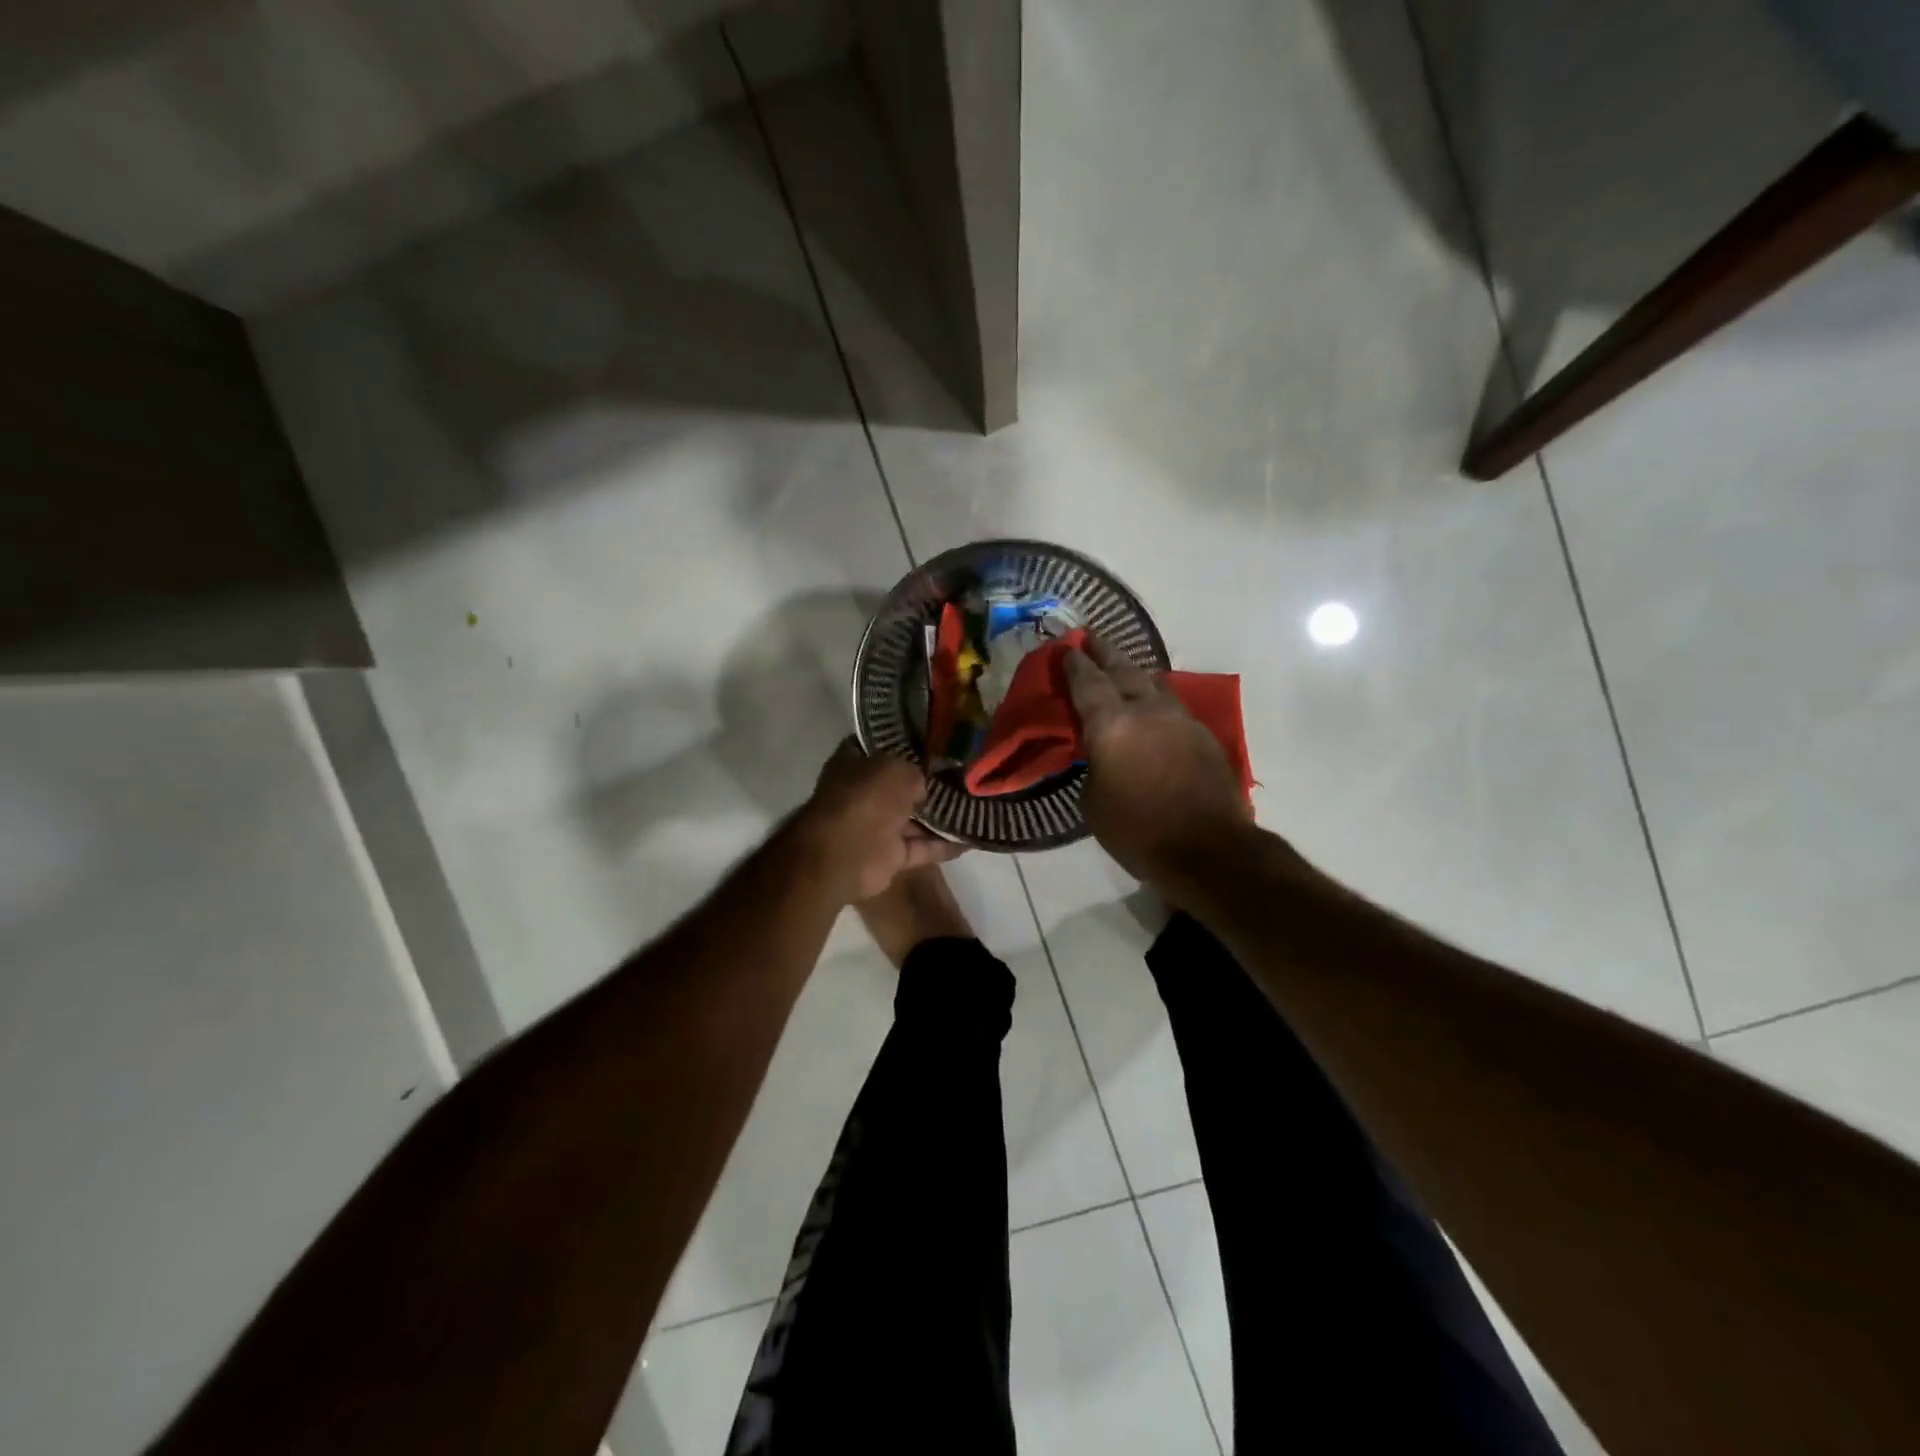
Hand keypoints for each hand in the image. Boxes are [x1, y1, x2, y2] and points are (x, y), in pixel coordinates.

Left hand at [797, 739, 964, 902]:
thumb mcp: (896, 769)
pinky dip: (944, 845)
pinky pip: (922, 847)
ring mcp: (876, 826)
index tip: (936, 741)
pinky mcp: (890, 856)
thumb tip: (923, 787)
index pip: (880, 747)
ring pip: (914, 819)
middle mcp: (864, 794)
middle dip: (928, 782)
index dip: (905, 743)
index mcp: (854, 764)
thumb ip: (914, 771)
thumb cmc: (866, 798)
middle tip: (965, 774)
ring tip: (976, 805)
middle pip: (900, 785)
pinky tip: (973, 838)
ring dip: (941, 816)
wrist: (846, 854)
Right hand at [1062, 639, 1251, 885]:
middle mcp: (1146, 709)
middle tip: (1091, 637)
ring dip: (1134, 672)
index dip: (1074, 662)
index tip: (1066, 646)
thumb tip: (1101, 753)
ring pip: (1153, 682)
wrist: (1209, 849)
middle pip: (1123, 668)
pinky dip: (1155, 699)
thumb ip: (1092, 766)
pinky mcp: (1203, 734)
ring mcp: (1179, 718)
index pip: (1087, 681)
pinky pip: (1172, 705)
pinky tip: (1151, 708)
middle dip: (1105, 651)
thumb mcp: (1093, 803)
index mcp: (1111, 724)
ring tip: (1122, 669)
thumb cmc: (1138, 831)